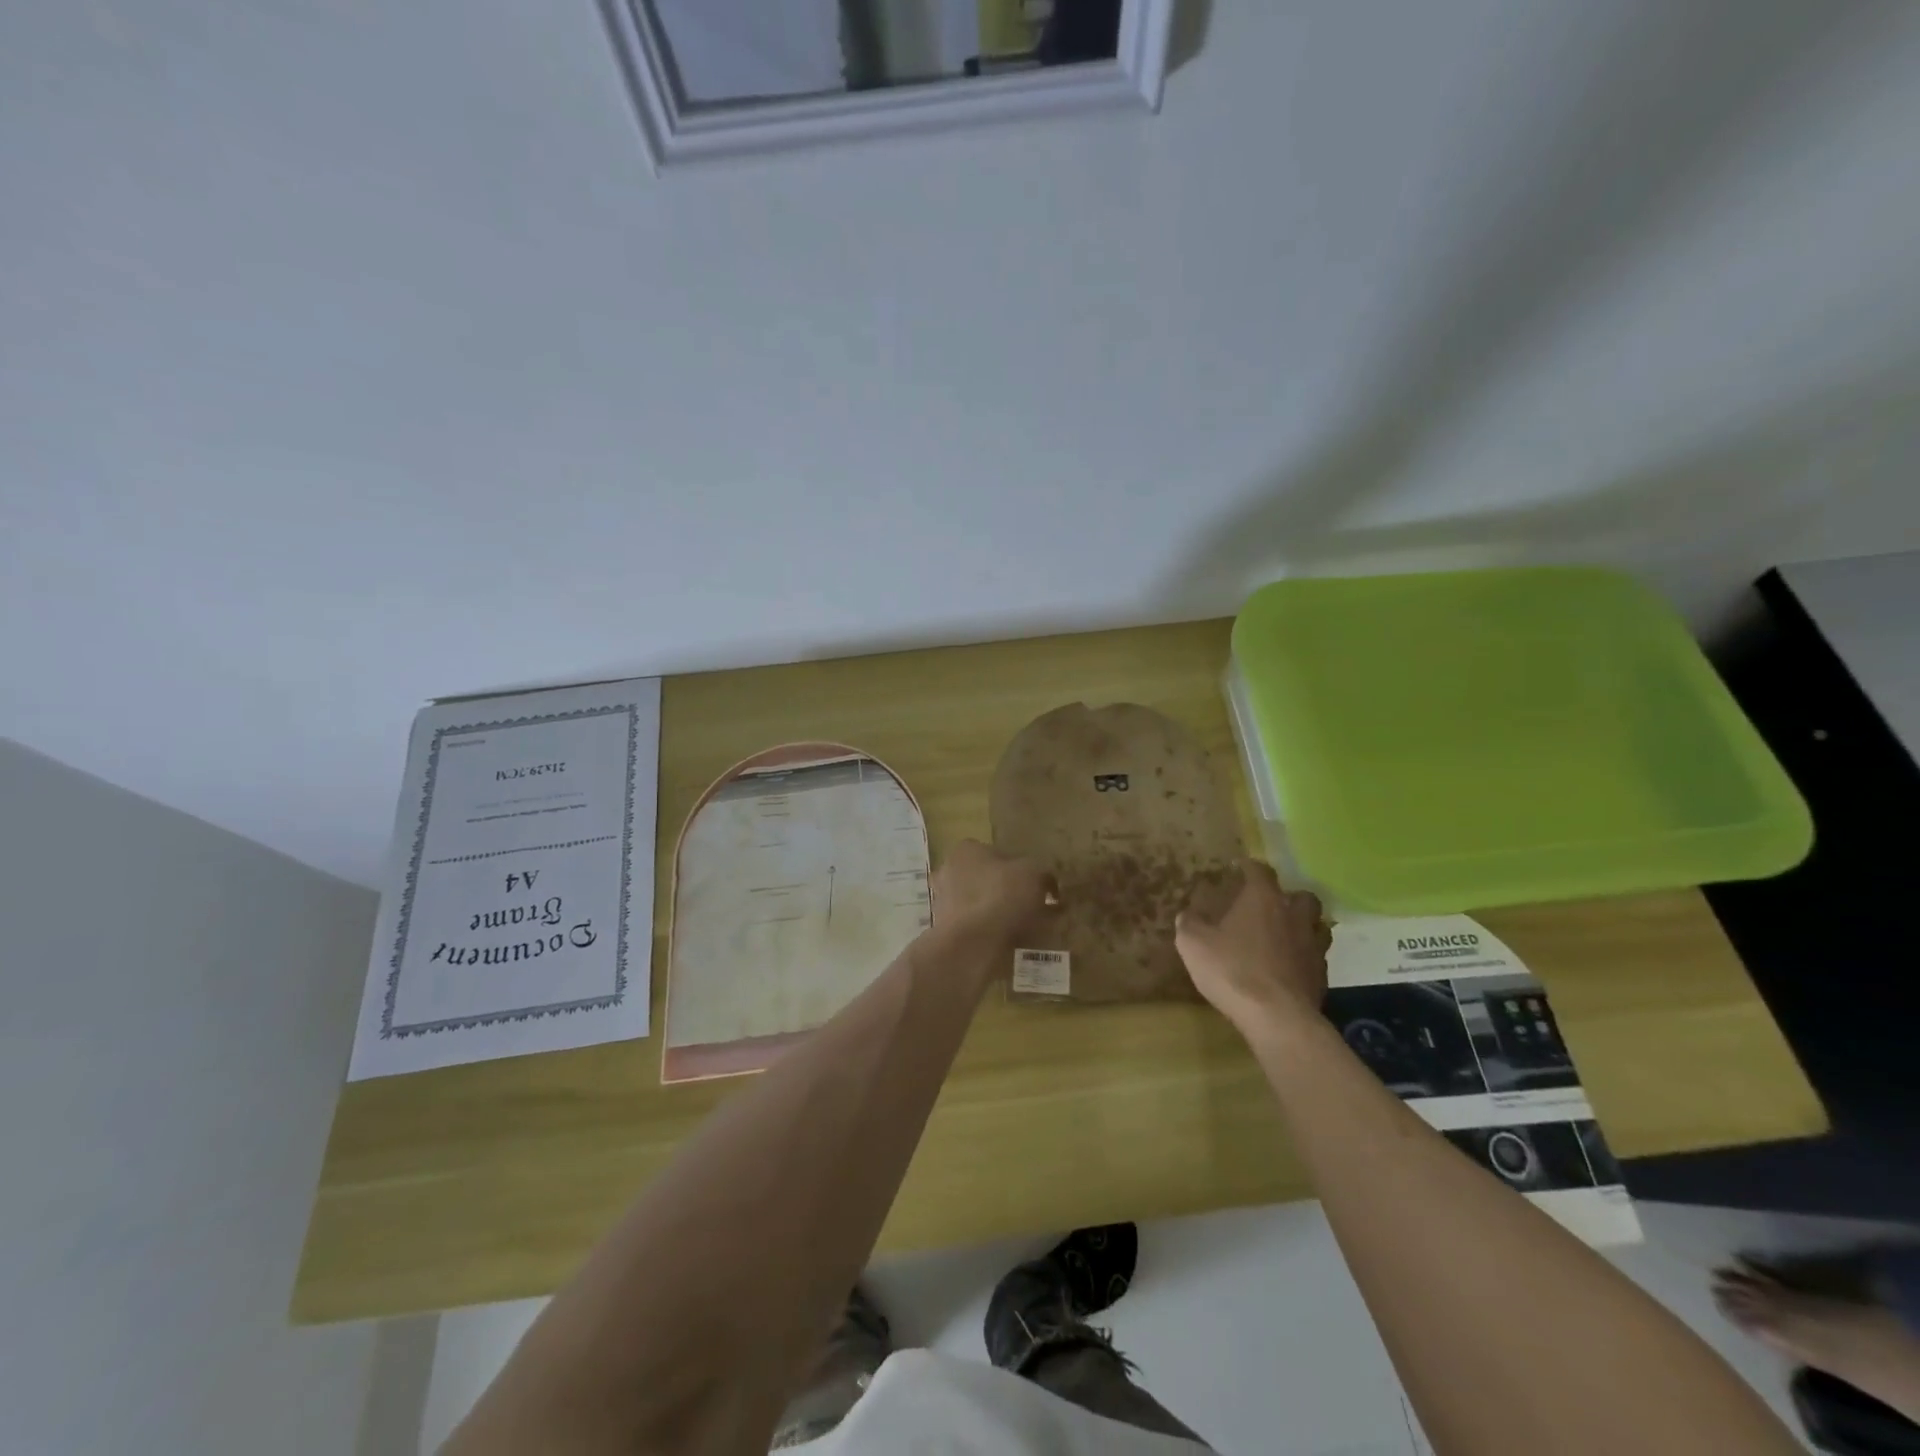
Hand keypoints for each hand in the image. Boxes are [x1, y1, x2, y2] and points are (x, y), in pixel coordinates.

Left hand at [930, 840, 1054, 943]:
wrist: (972, 944)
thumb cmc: (1002, 896)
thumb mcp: (1034, 874)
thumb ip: (1043, 874)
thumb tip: (1048, 882)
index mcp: (966, 851)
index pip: (998, 853)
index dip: (1022, 869)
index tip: (1039, 886)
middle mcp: (948, 873)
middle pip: (988, 881)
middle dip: (1011, 893)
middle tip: (1038, 908)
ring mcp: (945, 904)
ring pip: (984, 907)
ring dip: (1004, 915)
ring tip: (1033, 930)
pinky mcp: (948, 933)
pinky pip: (980, 930)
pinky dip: (996, 935)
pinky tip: (1018, 945)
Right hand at [1175, 860, 1329, 1035]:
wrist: (1276, 1017)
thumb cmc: (1232, 970)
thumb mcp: (1194, 944)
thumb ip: (1189, 924)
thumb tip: (1186, 915)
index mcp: (1263, 899)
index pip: (1260, 871)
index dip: (1249, 867)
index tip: (1240, 867)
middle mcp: (1293, 915)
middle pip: (1301, 896)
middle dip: (1288, 897)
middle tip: (1270, 906)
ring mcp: (1313, 945)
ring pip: (1317, 925)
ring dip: (1303, 926)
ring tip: (1284, 936)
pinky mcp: (1322, 975)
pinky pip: (1316, 957)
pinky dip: (1304, 957)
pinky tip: (1289, 967)